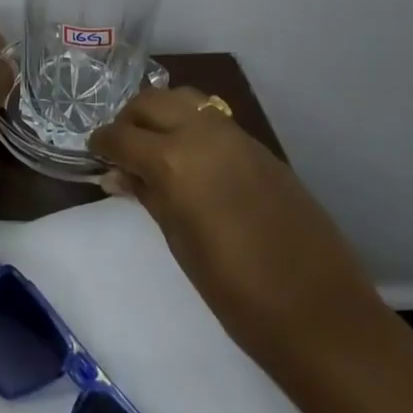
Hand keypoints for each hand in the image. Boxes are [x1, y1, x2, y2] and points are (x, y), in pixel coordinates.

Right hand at [92, 87, 381, 362]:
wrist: (318, 312)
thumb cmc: (235, 291)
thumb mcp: (179, 242)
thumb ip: (147, 195)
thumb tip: (117, 174)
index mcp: (174, 161)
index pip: (122, 135)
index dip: (102, 143)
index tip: (95, 154)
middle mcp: (202, 134)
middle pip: (151, 101)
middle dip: (129, 120)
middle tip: (123, 150)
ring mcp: (236, 136)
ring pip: (185, 99)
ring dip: (162, 114)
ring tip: (156, 148)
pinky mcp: (260, 147)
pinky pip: (214, 119)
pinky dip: (192, 125)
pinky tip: (193, 160)